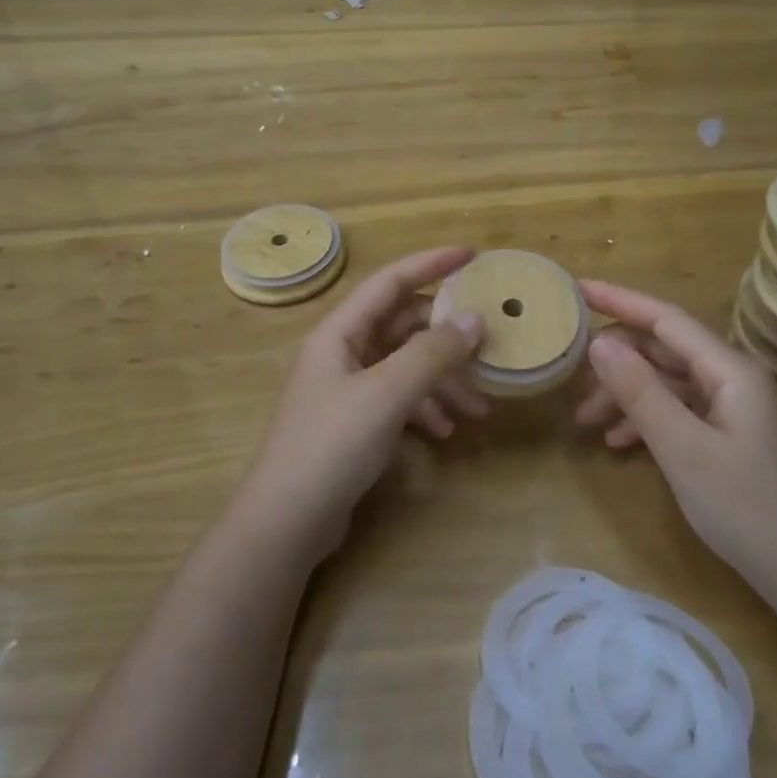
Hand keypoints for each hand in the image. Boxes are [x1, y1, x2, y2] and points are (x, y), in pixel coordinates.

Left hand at [239, 246, 486, 559]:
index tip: (473, 255)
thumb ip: (432, 354)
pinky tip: (446, 430)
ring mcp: (348, 390)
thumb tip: (475, 320)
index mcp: (340, 333)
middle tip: (490, 344)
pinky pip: (399, 400)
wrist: (286, 522)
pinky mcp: (355, 423)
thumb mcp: (386, 394)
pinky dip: (425, 408)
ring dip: (443, 380)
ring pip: (406, 367)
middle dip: (447, 337)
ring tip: (479, 407)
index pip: (390, 282)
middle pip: (403, 326)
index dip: (431, 263)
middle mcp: (343, 353)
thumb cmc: (331, 445)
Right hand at [573, 279, 776, 578]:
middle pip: (664, 351)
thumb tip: (599, 343)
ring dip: (628, 396)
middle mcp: (734, 378)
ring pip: (669, 384)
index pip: (665, 318)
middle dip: (616, 362)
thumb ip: (640, 392)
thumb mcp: (683, 449)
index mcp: (730, 369)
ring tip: (586, 423)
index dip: (618, 300)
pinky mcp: (734, 436)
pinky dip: (649, 420)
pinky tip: (620, 442)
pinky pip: (682, 411)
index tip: (575, 288)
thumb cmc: (748, 508)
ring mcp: (736, 408)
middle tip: (570, 380)